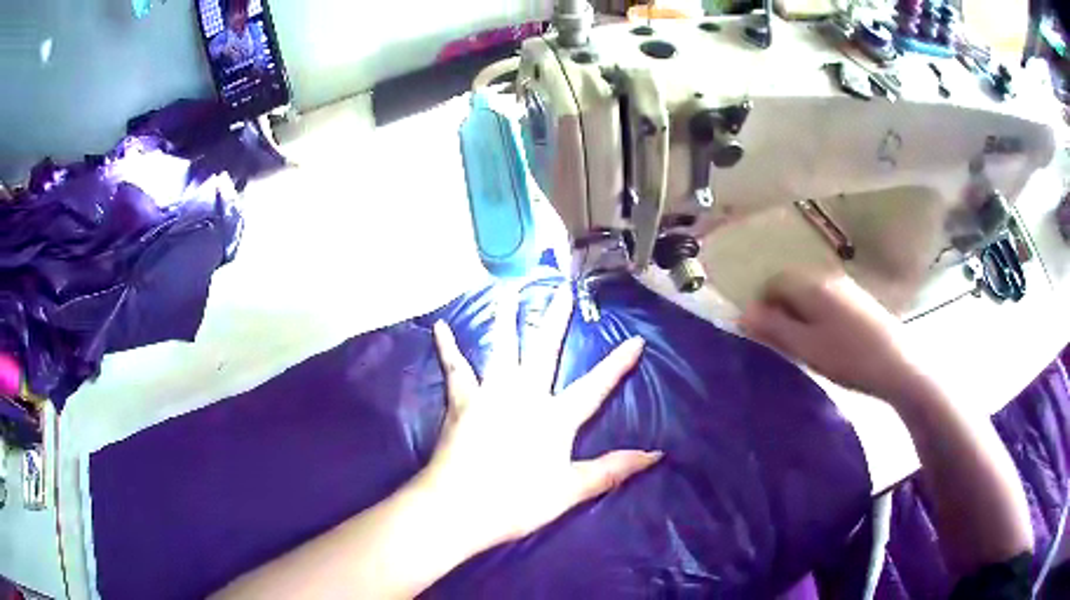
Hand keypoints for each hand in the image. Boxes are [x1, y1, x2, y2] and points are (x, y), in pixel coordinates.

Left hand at [418, 289, 660, 551]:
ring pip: (502, 348)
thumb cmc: (517, 502)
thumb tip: (655, 455)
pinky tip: (440, 326)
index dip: (617, 365)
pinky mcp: (461, 401)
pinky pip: (455, 368)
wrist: (459, 506)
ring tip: (509, 290)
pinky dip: (448, 347)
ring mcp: (490, 394)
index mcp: (554, 418)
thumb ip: (612, 470)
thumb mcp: (570, 490)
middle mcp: (524, 395)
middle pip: (544, 350)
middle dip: (556, 319)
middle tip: (563, 290)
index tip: (636, 340)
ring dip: (507, 318)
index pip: (595, 387)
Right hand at [739, 270, 931, 406]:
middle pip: (793, 286)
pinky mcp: (860, 301)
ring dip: (802, 316)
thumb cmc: (848, 357)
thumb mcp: (805, 347)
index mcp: (811, 285)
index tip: (764, 336)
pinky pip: (829, 302)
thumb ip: (773, 328)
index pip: (774, 282)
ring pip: (812, 295)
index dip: (762, 306)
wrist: (898, 364)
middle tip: (786, 345)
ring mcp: (847, 287)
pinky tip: (831, 343)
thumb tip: (743, 313)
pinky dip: (820, 318)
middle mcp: (827, 277)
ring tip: (808, 347)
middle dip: (783, 311)